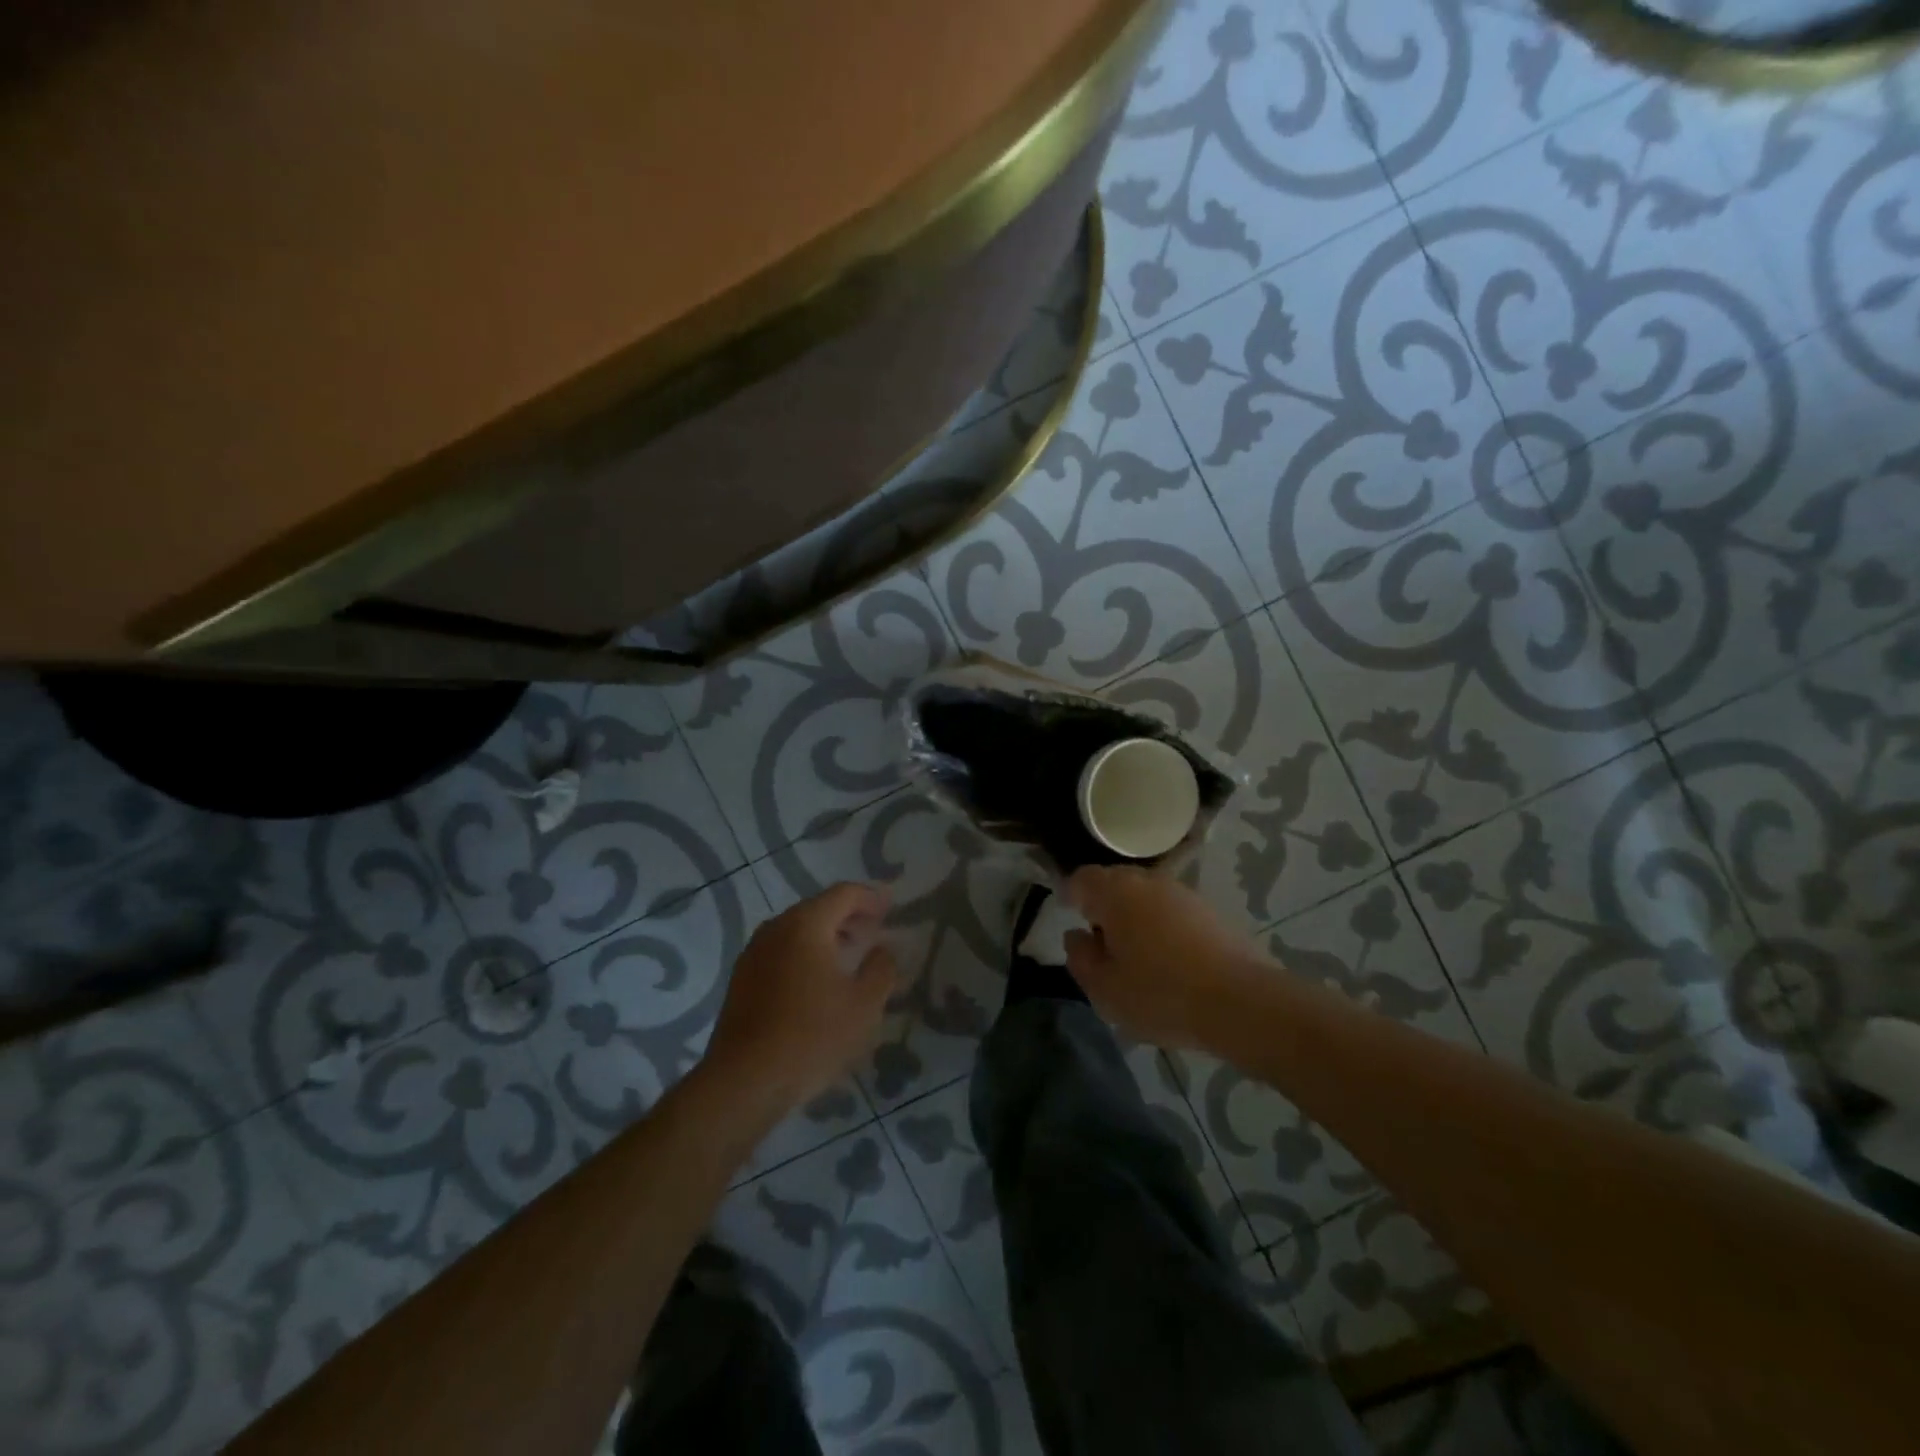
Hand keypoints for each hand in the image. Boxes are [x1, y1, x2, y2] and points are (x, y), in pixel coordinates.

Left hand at [704, 882, 897, 1111]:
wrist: (745, 1081)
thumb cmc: (812, 1036)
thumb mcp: (864, 1005)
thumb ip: (881, 969)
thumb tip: (882, 950)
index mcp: (806, 925)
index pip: (843, 894)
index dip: (871, 898)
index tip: (891, 907)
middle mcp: (776, 929)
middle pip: (818, 909)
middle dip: (849, 917)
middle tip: (874, 932)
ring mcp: (754, 953)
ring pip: (797, 931)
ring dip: (826, 937)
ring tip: (849, 957)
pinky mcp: (742, 979)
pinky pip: (781, 952)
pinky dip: (805, 954)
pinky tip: (818, 982)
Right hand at [1064, 865, 1261, 1050]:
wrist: (1240, 1002)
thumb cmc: (1160, 994)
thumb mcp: (1104, 988)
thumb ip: (1080, 958)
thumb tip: (1077, 936)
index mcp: (1115, 893)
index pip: (1082, 879)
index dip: (1071, 895)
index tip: (1069, 916)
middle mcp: (1148, 881)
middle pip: (1115, 882)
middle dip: (1103, 905)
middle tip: (1100, 940)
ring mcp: (1183, 893)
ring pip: (1146, 896)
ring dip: (1135, 916)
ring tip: (1135, 953)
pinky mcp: (1211, 911)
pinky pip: (1172, 911)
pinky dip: (1162, 926)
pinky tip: (1168, 959)